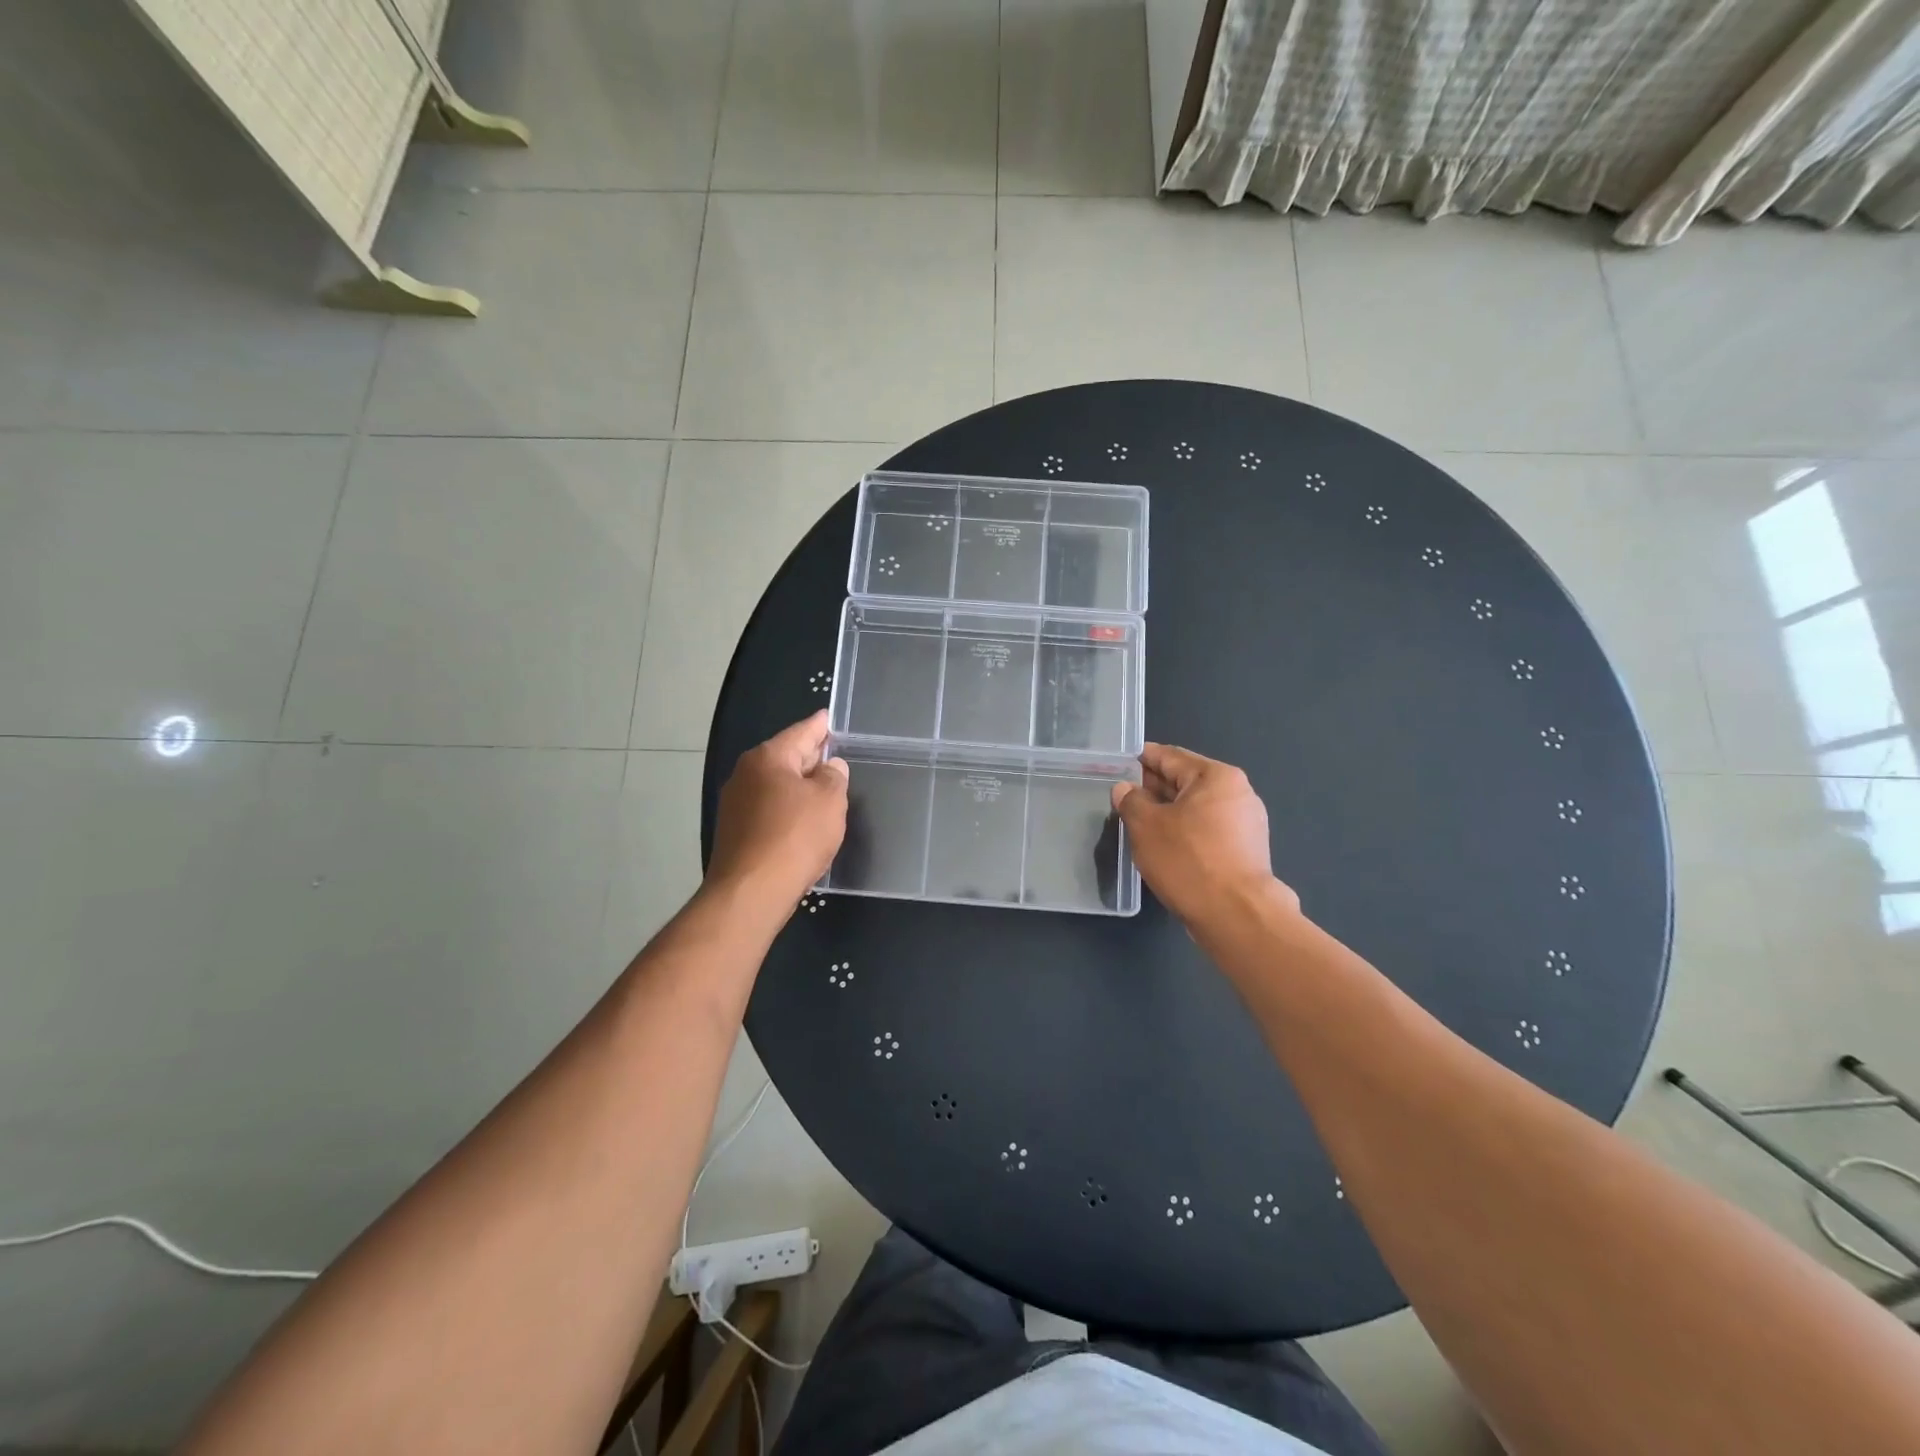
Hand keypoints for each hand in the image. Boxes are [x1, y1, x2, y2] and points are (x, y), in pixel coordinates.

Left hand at [709, 711, 848, 906]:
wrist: (751, 891)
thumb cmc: (795, 837)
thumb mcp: (829, 801)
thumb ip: (834, 777)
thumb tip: (830, 766)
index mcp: (768, 758)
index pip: (800, 733)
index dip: (818, 726)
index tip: (827, 717)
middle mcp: (746, 774)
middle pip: (784, 757)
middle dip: (808, 756)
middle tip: (831, 752)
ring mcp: (735, 803)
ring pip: (775, 784)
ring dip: (798, 785)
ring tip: (822, 788)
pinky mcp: (734, 831)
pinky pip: (767, 808)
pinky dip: (786, 808)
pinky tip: (802, 819)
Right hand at [1111, 743, 1298, 929]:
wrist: (1236, 916)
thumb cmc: (1188, 861)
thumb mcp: (1146, 826)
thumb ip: (1131, 801)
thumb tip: (1125, 789)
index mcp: (1216, 777)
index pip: (1170, 757)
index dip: (1142, 758)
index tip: (1120, 761)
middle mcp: (1238, 793)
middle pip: (1186, 781)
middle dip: (1154, 786)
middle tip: (1124, 794)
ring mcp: (1246, 823)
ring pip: (1196, 808)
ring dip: (1168, 811)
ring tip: (1139, 821)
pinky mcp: (1246, 851)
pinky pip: (1207, 830)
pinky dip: (1185, 831)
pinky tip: (1165, 845)